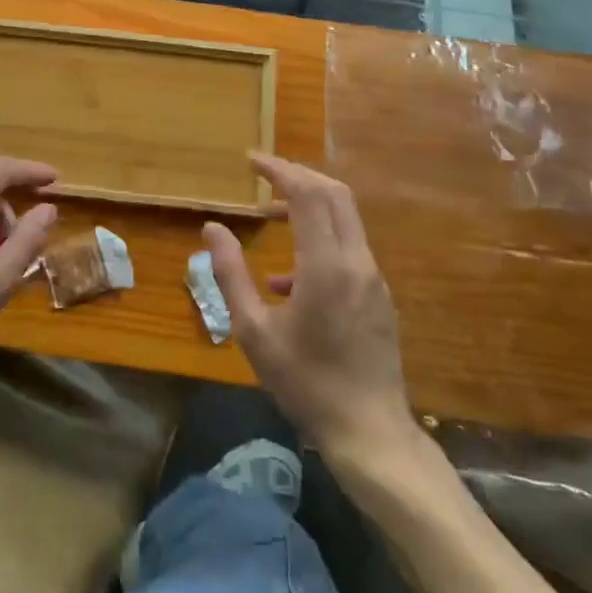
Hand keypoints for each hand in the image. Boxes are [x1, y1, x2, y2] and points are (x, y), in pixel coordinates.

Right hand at [206, 153, 415, 464]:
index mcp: (325, 265)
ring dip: (309, 206)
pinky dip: (319, 240)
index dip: (279, 169)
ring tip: (269, 218)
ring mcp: (373, 277)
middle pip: (334, 194)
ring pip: (345, 218)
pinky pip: (348, 248)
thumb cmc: (305, 382)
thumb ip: (230, 274)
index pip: (307, 194)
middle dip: (298, 176)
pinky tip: (287, 280)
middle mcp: (356, 261)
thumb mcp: (253, 331)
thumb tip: (212, 228)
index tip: (251, 160)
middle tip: (264, 175)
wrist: (369, 432)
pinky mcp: (379, 294)